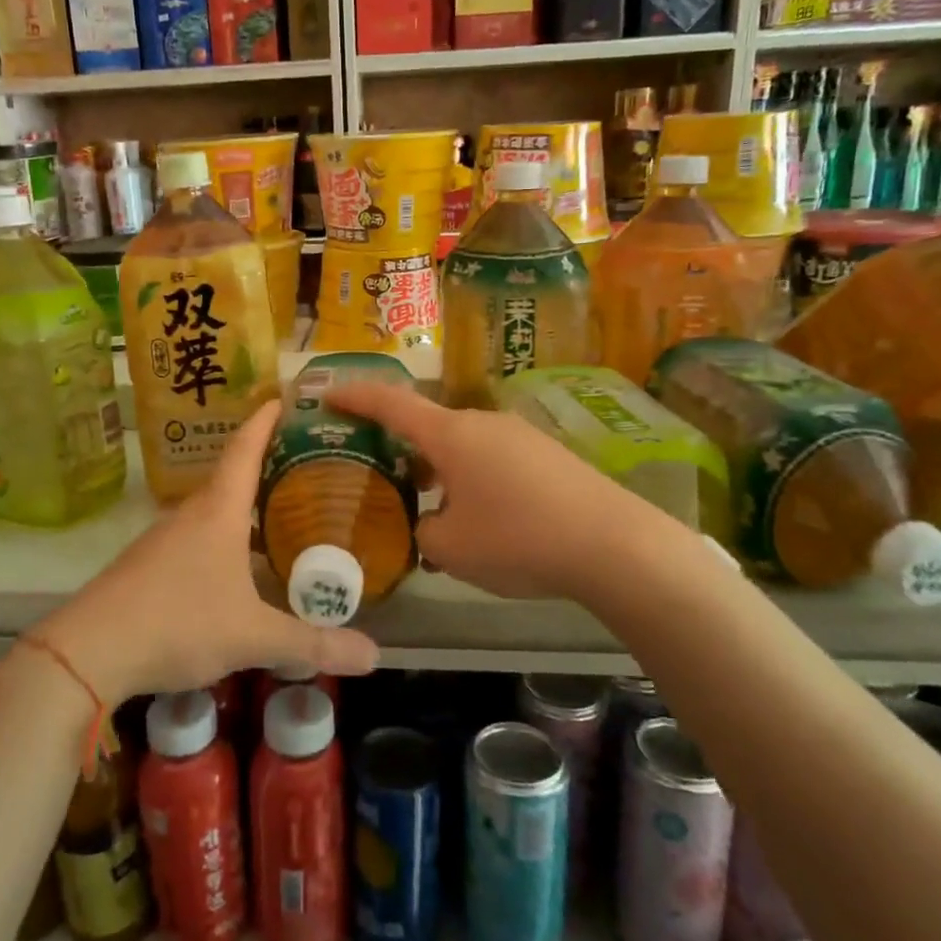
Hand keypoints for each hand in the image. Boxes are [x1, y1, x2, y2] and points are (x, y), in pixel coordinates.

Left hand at [38, 403, 379, 703]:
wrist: (89, 651)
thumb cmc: (179, 623)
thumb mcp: (253, 636)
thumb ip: (313, 643)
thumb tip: (375, 655)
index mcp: (219, 512)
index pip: (245, 449)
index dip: (265, 421)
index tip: (283, 396)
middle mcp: (191, 515)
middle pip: (230, 476)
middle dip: (264, 463)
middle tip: (304, 462)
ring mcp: (163, 539)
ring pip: (212, 510)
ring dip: (242, 504)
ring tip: (278, 510)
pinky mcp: (148, 566)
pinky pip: (195, 536)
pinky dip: (222, 536)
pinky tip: (236, 563)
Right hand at [325, 380, 671, 601]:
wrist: (613, 545)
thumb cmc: (518, 539)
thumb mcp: (450, 547)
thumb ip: (423, 530)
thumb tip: (430, 523)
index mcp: (450, 434)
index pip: (391, 403)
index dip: (355, 396)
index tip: (327, 393)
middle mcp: (483, 422)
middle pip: (428, 427)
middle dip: (401, 449)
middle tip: (382, 477)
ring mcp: (520, 435)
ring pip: (462, 446)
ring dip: (440, 470)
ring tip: (433, 510)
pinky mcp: (548, 455)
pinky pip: (494, 459)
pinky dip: (473, 479)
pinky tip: (483, 520)